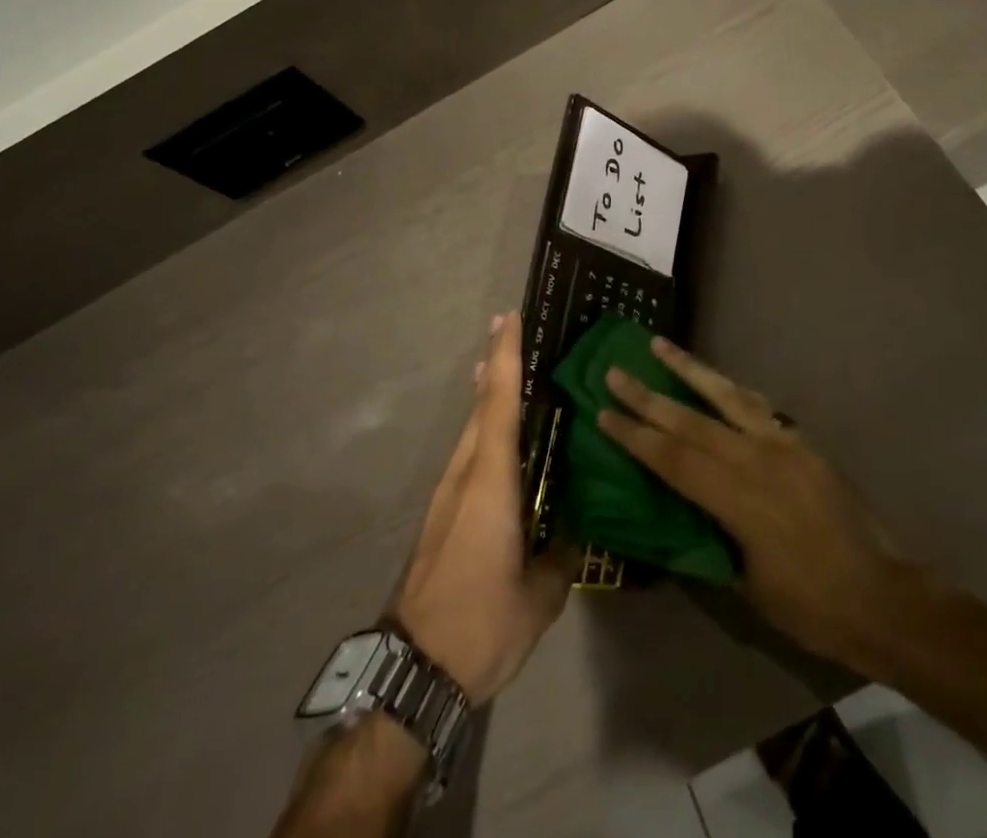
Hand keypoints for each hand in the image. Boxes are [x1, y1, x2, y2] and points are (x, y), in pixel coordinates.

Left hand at [391, 312, 572, 705]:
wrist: (413, 669)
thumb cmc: (480, 623)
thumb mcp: (538, 598)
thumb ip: (559, 558)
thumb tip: (573, 536)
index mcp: (490, 482)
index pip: (500, 403)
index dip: (506, 357)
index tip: (509, 317)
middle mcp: (464, 475)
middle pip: (481, 406)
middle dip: (495, 365)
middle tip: (511, 331)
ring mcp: (447, 494)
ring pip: (470, 429)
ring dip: (486, 396)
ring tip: (504, 371)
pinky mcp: (441, 515)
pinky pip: (467, 454)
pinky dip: (482, 429)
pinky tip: (497, 440)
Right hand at [597, 338, 932, 672]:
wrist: (882, 596)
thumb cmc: (810, 605)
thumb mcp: (747, 585)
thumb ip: (711, 541)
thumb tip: (679, 516)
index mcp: (737, 498)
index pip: (672, 458)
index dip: (635, 435)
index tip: (603, 412)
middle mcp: (756, 459)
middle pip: (690, 419)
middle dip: (648, 395)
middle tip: (615, 371)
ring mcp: (782, 443)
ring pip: (725, 395)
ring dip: (689, 369)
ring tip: (659, 345)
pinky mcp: (801, 441)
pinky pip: (757, 406)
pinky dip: (730, 388)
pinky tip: (716, 380)